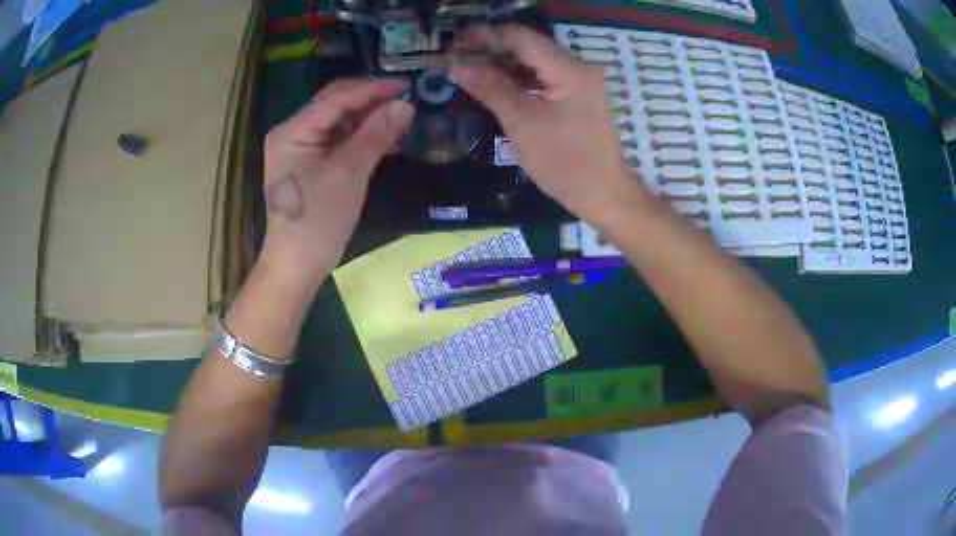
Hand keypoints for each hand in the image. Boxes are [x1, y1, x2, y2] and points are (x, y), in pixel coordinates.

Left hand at [260, 79, 413, 283]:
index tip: (406, 86)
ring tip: (402, 120)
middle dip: (371, 102)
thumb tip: (405, 105)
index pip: (336, 98)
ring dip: (369, 120)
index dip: (373, 89)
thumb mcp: (349, 173)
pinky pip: (338, 142)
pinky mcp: (309, 166)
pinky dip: (361, 139)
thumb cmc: (317, 220)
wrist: (297, 265)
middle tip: (406, 101)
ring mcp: (300, 150)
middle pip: (336, 106)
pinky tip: (386, 140)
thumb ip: (376, 134)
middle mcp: (293, 133)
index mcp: (293, 130)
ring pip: (339, 124)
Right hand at [451, 26, 637, 223]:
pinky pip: (542, 77)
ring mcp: (579, 80)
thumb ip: (490, 88)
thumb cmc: (563, 163)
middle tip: (456, 60)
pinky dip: (517, 78)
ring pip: (534, 61)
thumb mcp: (522, 123)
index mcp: (569, 70)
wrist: (602, 194)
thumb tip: (456, 65)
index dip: (484, 37)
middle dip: (490, 50)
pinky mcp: (577, 94)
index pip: (521, 38)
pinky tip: (494, 84)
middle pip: (528, 46)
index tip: (453, 45)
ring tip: (469, 71)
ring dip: (502, 64)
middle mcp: (578, 66)